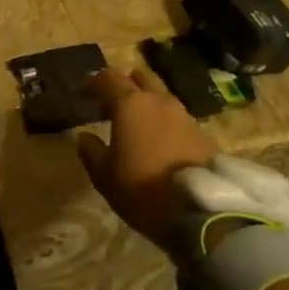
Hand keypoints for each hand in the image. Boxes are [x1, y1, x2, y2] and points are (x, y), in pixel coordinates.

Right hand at [75, 68, 218, 247]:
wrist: (201, 211)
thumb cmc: (143, 189)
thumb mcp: (105, 177)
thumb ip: (91, 152)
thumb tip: (84, 137)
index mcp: (130, 105)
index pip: (109, 78)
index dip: (95, 82)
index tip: (85, 94)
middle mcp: (159, 101)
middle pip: (141, 77)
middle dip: (127, 84)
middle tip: (114, 103)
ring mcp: (185, 116)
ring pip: (162, 97)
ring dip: (149, 103)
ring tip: (139, 124)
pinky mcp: (204, 134)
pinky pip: (179, 118)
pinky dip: (166, 123)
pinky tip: (162, 142)